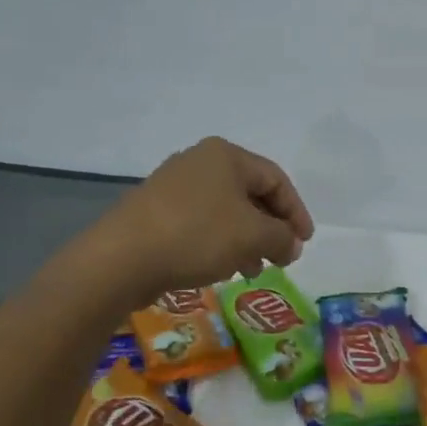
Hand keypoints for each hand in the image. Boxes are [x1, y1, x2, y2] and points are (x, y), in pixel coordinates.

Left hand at [91, 138, 314, 306]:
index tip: (304, 242)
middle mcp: (199, 162)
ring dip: (247, 239)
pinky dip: (220, 243)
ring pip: (225, 211)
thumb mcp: (253, 236)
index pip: (275, 179)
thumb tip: (291, 244)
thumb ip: (282, 237)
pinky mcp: (155, 211)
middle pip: (250, 193)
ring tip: (255, 269)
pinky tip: (223, 268)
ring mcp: (173, 186)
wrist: (122, 258)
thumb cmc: (197, 235)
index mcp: (226, 155)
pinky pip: (201, 223)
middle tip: (283, 257)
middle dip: (270, 227)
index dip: (296, 211)